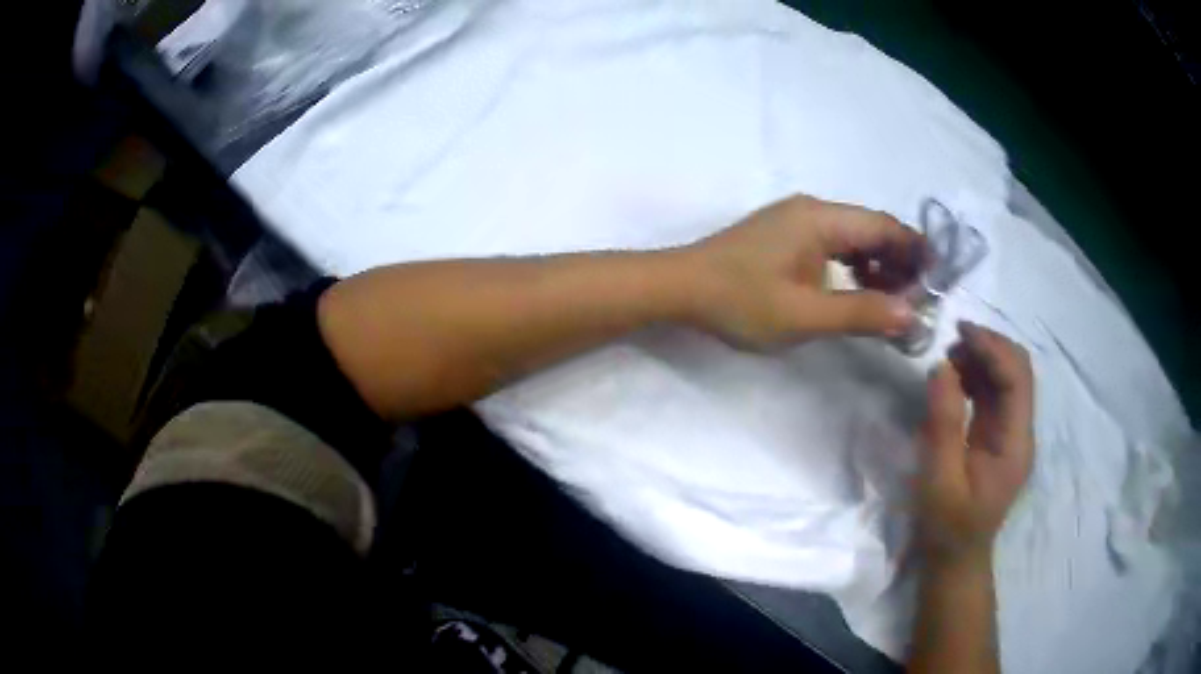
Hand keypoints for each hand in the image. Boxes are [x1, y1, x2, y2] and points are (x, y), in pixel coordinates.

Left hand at [681, 194, 925, 347]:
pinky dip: (853, 267)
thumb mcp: (804, 315)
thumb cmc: (739, 301)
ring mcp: (796, 222)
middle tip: (918, 301)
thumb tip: (912, 315)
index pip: (885, 227)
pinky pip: (833, 246)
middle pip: (871, 229)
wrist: (679, 288)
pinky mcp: (785, 238)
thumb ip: (860, 314)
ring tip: (894, 302)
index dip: (916, 252)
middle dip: (900, 262)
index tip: (938, 282)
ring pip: (853, 238)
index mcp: (821, 218)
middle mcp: (813, 210)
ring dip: (878, 266)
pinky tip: (859, 292)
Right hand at [918, 322, 1034, 566]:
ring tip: (949, 357)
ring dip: (982, 359)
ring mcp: (1010, 434)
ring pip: (1006, 378)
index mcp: (1015, 444)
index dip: (993, 348)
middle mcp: (1020, 432)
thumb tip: (942, 367)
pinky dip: (976, 377)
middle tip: (953, 340)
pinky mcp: (997, 436)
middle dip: (989, 347)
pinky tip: (954, 378)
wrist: (955, 560)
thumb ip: (943, 424)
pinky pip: (993, 394)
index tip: (959, 331)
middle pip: (1018, 371)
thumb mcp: (940, 481)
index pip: (1017, 378)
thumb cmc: (947, 527)